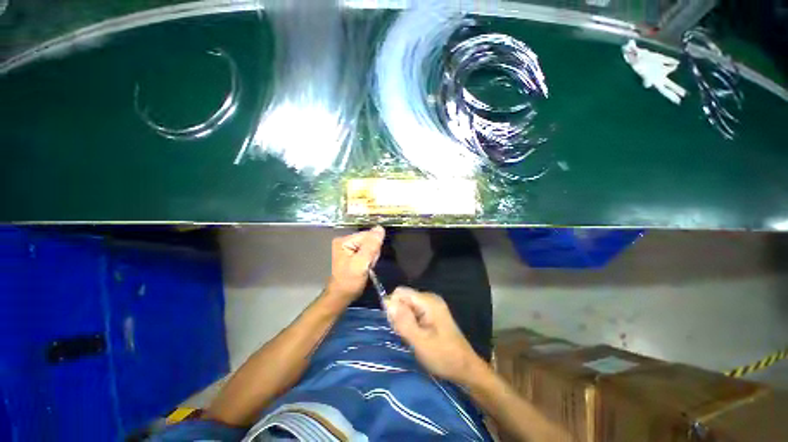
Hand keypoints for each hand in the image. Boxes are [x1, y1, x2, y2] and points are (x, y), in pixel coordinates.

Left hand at [326, 227, 385, 302]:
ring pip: (370, 245)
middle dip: (373, 252)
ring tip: (367, 267)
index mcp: (344, 240)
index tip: (371, 260)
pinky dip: (370, 259)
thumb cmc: (349, 281)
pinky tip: (366, 266)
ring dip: (372, 256)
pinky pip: (368, 250)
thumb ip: (371, 246)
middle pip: (369, 239)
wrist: (342, 295)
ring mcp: (349, 246)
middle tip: (368, 265)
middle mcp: (345, 239)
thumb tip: (380, 228)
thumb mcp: (361, 264)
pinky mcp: (353, 252)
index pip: (368, 235)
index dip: (374, 246)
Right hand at [386, 287, 483, 382]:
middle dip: (399, 314)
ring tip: (412, 337)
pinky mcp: (432, 313)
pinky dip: (411, 322)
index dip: (393, 306)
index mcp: (428, 301)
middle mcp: (430, 298)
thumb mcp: (420, 342)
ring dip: (404, 320)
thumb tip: (388, 302)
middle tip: (405, 334)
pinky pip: (414, 311)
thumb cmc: (443, 356)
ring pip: (407, 306)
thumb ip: (403, 321)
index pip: (400, 292)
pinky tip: (416, 335)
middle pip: (404, 298)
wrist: (465, 368)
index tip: (395, 325)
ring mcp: (432, 305)